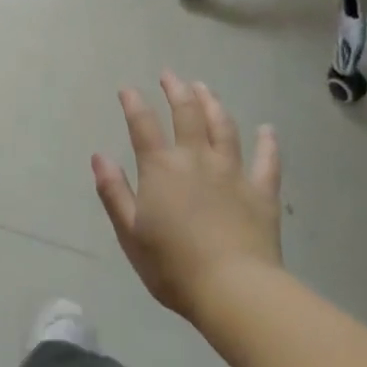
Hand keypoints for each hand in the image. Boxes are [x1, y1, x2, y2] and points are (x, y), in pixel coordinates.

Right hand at [91, 71, 282, 319]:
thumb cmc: (173, 266)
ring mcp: (232, 172)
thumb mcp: (130, 233)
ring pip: (223, 127)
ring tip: (205, 88)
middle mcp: (196, 159)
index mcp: (161, 168)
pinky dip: (268, 143)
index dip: (134, 103)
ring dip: (213, 103)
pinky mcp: (262, 191)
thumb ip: (113, 192)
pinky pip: (267, 160)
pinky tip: (268, 129)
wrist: (234, 290)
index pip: (143, 125)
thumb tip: (99, 156)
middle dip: (176, 90)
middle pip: (187, 113)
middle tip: (170, 75)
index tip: (128, 89)